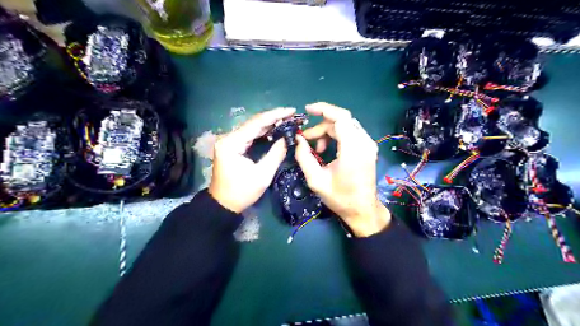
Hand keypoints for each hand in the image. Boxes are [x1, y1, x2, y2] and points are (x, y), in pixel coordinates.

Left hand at [209, 107, 294, 214]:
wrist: (223, 204)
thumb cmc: (242, 192)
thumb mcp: (263, 175)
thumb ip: (276, 154)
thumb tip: (288, 138)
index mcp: (232, 143)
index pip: (256, 123)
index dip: (275, 115)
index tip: (291, 110)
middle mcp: (229, 138)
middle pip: (254, 122)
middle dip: (274, 118)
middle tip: (292, 116)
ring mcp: (229, 141)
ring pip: (252, 127)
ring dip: (270, 124)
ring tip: (287, 121)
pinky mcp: (232, 146)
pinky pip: (250, 134)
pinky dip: (264, 131)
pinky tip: (276, 130)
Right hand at [295, 102, 388, 236]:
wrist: (362, 210)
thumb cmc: (340, 197)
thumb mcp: (316, 180)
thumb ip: (304, 157)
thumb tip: (298, 140)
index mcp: (353, 149)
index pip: (341, 117)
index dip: (323, 109)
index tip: (307, 110)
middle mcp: (364, 142)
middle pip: (341, 121)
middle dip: (321, 126)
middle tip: (306, 139)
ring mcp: (368, 144)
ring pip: (345, 126)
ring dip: (328, 132)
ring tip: (317, 148)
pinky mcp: (368, 148)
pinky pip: (350, 133)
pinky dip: (336, 136)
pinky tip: (328, 148)